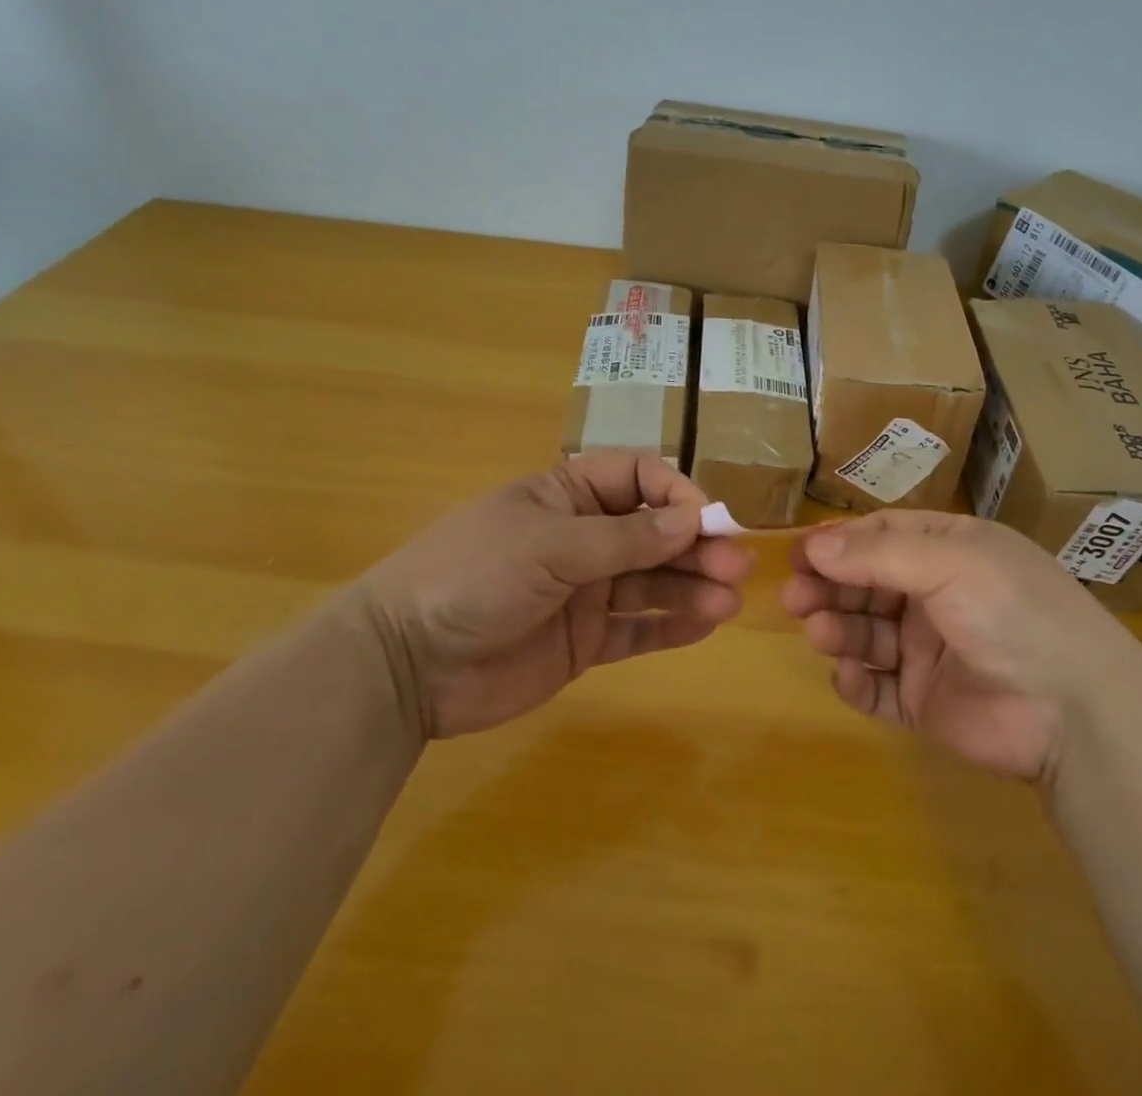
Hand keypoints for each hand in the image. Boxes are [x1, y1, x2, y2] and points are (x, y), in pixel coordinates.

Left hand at [359, 452, 755, 738]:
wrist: (406, 664)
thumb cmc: (474, 576)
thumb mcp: (549, 546)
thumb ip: (623, 538)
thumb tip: (691, 520)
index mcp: (569, 495)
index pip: (637, 476)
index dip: (675, 490)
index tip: (705, 516)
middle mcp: (584, 538)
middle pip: (654, 532)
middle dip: (696, 544)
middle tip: (735, 565)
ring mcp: (585, 591)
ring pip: (653, 580)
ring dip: (693, 586)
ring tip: (729, 600)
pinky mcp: (584, 640)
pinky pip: (637, 627)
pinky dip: (671, 626)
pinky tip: (705, 624)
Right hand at [782, 511, 1129, 781]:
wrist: (1074, 711)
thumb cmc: (1012, 610)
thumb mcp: (949, 560)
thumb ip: (878, 553)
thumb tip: (814, 544)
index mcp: (950, 551)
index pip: (882, 537)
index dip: (839, 543)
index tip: (799, 553)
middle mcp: (936, 595)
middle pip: (866, 584)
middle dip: (829, 586)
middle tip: (794, 596)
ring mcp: (930, 650)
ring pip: (866, 633)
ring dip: (837, 629)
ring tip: (820, 632)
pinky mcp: (926, 702)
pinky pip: (879, 688)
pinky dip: (857, 682)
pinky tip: (848, 676)